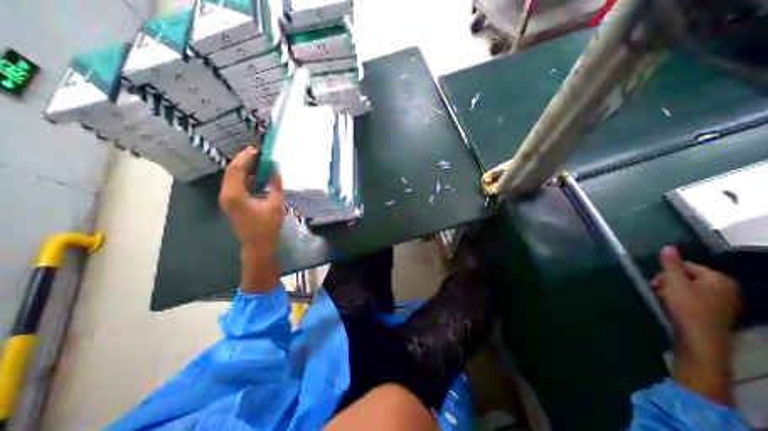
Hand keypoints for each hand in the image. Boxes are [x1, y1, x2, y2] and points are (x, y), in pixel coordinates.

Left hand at [219, 148, 283, 249]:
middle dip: (243, 161)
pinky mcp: (231, 204)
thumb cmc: (267, 226)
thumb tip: (276, 172)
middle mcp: (227, 195)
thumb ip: (275, 186)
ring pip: (232, 179)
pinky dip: (244, 179)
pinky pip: (235, 186)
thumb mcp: (275, 205)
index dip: (246, 158)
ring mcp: (227, 200)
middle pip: (231, 172)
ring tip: (257, 163)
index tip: (256, 150)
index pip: (236, 169)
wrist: (258, 245)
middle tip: (257, 154)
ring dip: (243, 170)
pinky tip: (255, 178)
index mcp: (235, 194)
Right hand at [650, 246, 739, 403]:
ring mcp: (725, 302)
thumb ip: (670, 263)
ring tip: (664, 298)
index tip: (657, 281)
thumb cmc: (686, 306)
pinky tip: (674, 306)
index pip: (685, 265)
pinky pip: (695, 299)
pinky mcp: (717, 312)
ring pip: (690, 288)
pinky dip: (682, 300)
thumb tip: (668, 247)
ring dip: (673, 290)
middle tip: (659, 289)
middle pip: (687, 276)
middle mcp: (727, 288)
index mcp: (718, 278)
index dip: (667, 271)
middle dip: (669, 281)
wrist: (700, 337)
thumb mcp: (674, 281)